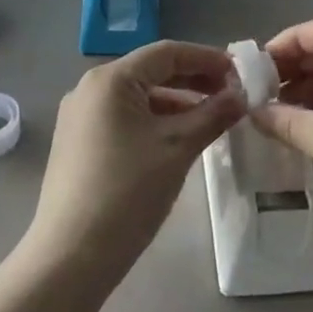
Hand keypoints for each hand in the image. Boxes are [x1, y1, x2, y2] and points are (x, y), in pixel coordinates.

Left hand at [25, 41, 244, 282]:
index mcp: (110, 79)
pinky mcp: (78, 142)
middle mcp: (90, 88)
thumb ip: (213, 115)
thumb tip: (242, 95)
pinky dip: (155, 120)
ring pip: (139, 96)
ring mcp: (80, 116)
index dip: (207, 58)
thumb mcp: (178, 148)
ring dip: (177, 102)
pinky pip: (125, 117)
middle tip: (232, 95)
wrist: (70, 258)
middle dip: (194, 80)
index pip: (167, 53)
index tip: (240, 73)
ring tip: (212, 117)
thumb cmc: (127, 193)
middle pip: (151, 71)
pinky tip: (179, 138)